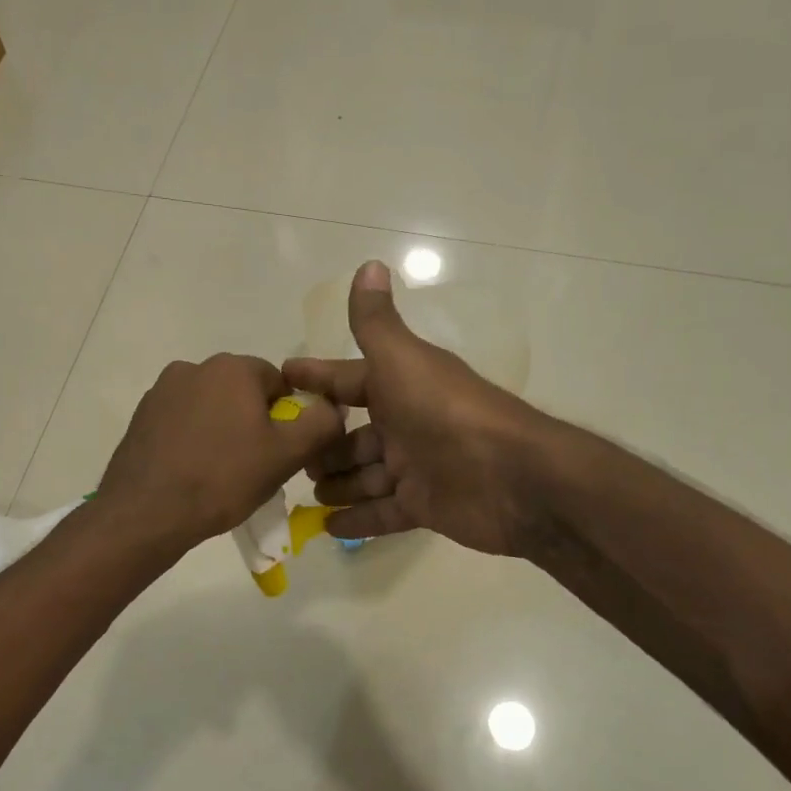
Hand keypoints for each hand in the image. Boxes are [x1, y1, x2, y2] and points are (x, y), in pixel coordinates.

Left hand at [98, 353, 344, 554]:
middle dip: (254, 423)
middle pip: (242, 393)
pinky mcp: (141, 417)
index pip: (279, 382)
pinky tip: (192, 473)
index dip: (287, 418)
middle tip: (255, 466)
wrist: (146, 512)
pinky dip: (193, 441)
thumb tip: (333, 407)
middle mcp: (194, 367)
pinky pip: (182, 423)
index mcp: (233, 368)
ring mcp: (162, 391)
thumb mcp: (286, 455)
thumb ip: (320, 424)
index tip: (281, 452)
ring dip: (222, 431)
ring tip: (220, 474)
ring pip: (211, 408)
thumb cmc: (223, 479)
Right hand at [283, 262, 553, 556]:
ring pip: (366, 477)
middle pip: (355, 437)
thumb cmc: (446, 412)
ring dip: (338, 484)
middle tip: (292, 459)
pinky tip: (326, 527)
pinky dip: (357, 520)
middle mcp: (407, 425)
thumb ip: (376, 323)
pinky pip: (382, 513)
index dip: (317, 379)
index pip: (349, 381)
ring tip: (308, 494)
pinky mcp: (424, 507)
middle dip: (324, 446)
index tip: (281, 381)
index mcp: (400, 386)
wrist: (508, 476)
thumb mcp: (402, 360)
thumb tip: (369, 263)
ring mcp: (416, 468)